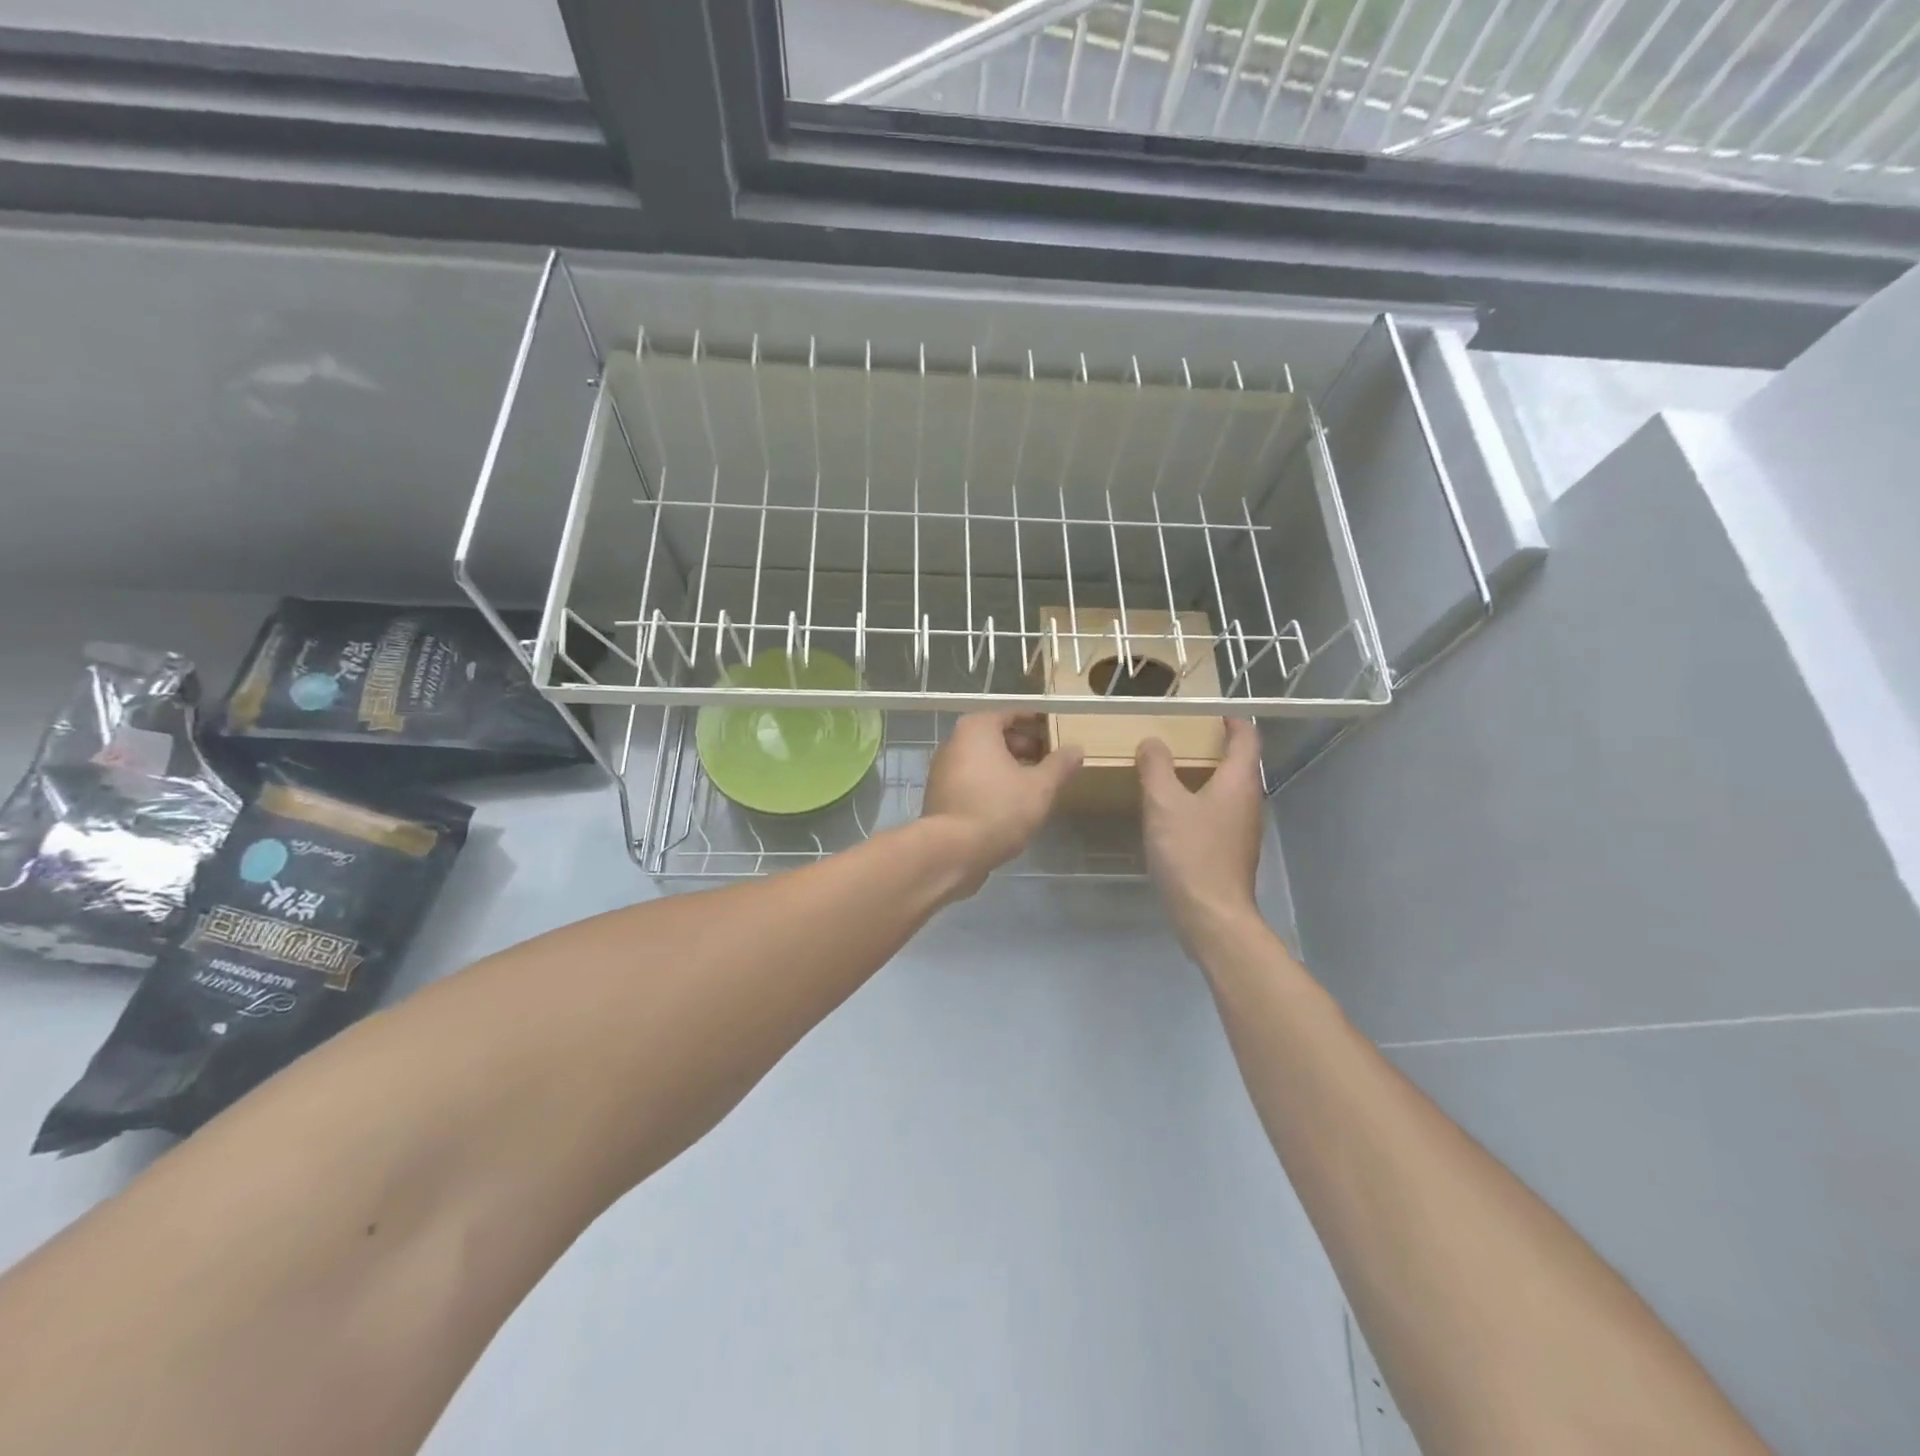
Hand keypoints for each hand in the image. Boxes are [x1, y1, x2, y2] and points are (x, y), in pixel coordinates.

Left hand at [922, 713, 1082, 896]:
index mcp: (976, 729)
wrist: (952, 851)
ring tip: (1036, 783)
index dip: (1037, 722)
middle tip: (1050, 760)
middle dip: (1024, 746)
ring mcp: (943, 770)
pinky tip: (1012, 803)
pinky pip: (972, 780)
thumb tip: (1076, 749)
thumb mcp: (1039, 787)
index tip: (1056, 731)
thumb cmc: (998, 808)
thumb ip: (1059, 765)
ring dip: (1008, 768)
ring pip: (983, 761)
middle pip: (995, 736)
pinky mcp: (941, 796)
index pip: (1012, 714)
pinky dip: (992, 784)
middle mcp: (954, 742)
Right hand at [1138, 717, 1265, 955]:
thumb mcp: (1163, 804)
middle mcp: (1249, 801)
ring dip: (1207, 776)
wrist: (1211, 916)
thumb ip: (1156, 768)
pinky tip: (1175, 814)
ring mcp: (1243, 830)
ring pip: (1229, 791)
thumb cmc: (1191, 853)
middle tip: (1183, 738)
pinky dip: (1202, 803)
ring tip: (1174, 772)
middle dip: (1216, 748)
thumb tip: (1152, 742)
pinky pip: (1219, 814)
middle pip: (1240, 764)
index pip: (1247, 738)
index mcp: (1239, 782)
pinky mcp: (1232, 852)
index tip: (1213, 711)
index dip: (1233, 720)